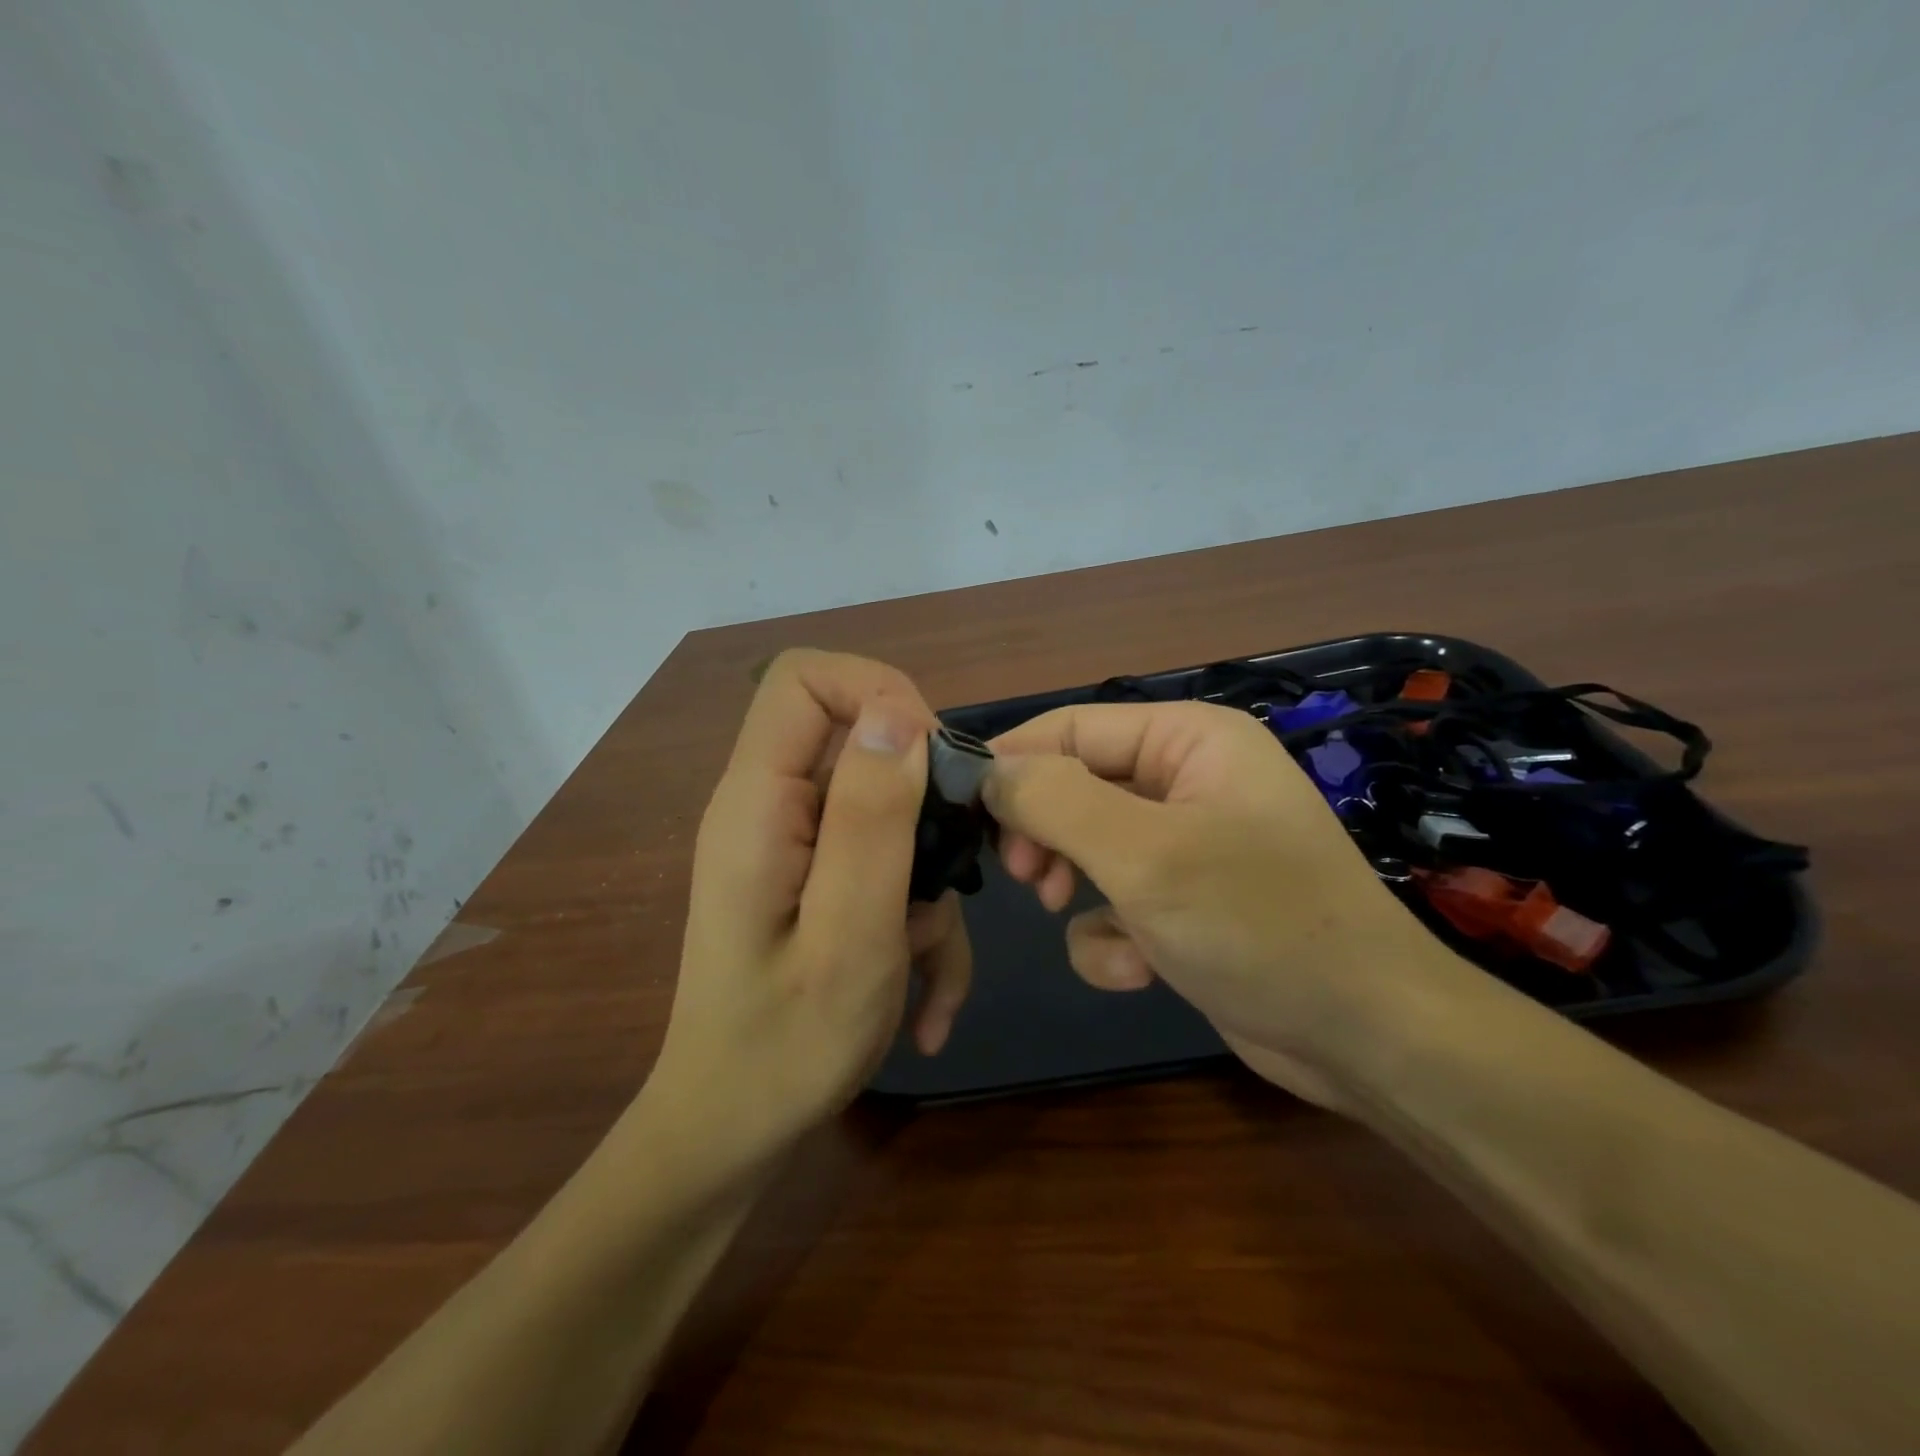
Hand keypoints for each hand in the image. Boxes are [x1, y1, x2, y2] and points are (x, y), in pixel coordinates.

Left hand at [646, 650, 971, 1163]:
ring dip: (929, 880)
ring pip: (888, 814)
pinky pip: (883, 867)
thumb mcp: (850, 931)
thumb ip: (872, 817)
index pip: (804, 679)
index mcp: (758, 802)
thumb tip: (898, 713)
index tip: (937, 760)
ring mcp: (794, 847)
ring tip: (928, 959)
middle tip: (955, 872)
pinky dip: (917, 922)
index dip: (879, 692)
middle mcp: (770, 808)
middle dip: (926, 802)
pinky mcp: (816, 882)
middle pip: (860, 742)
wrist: (734, 1133)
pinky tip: (928, 1003)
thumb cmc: (786, 1044)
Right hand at [987, 701, 1468, 1106]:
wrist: (1366, 1038)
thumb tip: (988, 772)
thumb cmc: (1257, 922)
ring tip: (1073, 913)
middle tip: (1022, 876)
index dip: (1014, 761)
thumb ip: (1055, 800)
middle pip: (1077, 785)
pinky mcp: (1187, 905)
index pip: (1073, 726)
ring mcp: (1189, 845)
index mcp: (1190, 740)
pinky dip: (1113, 936)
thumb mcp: (1145, 854)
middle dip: (1046, 833)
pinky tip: (1139, 969)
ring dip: (1075, 886)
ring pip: (1090, 847)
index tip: (961, 808)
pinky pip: (1118, 902)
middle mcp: (1189, 780)